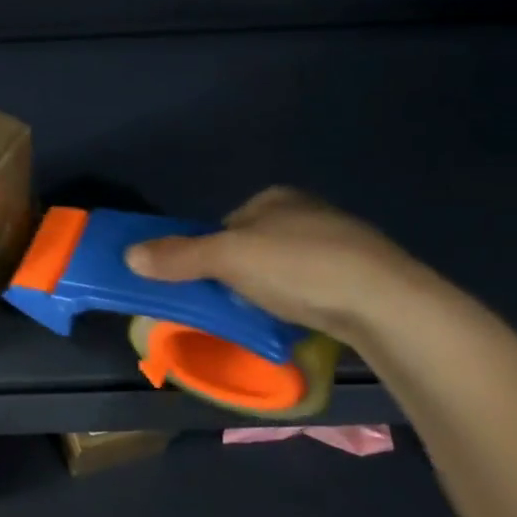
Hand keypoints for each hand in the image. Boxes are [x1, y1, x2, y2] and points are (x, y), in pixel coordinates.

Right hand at [124, 187, 432, 342]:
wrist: (387, 304)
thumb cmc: (299, 267)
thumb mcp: (228, 259)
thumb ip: (179, 256)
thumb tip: (129, 255)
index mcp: (276, 198)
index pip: (225, 224)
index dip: (209, 252)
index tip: (206, 282)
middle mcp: (308, 211)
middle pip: (253, 246)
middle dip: (240, 273)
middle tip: (233, 303)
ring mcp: (341, 242)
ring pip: (285, 267)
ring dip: (271, 289)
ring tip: (267, 316)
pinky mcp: (364, 275)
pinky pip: (314, 285)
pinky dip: (301, 300)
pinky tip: (302, 318)